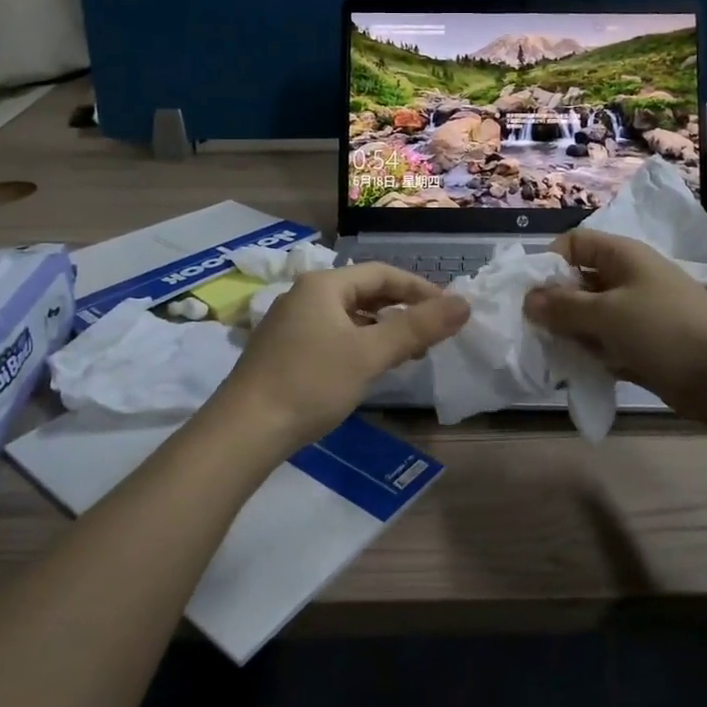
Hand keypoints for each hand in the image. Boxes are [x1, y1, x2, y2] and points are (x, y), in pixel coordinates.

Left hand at [217, 263, 468, 452]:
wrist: (243, 432)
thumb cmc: (310, 383)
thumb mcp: (369, 354)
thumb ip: (417, 327)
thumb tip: (464, 303)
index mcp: (323, 284)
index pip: (382, 273)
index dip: (420, 289)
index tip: (450, 312)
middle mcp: (304, 295)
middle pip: (364, 292)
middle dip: (402, 310)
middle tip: (433, 334)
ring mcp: (290, 323)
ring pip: (348, 316)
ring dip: (381, 329)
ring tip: (408, 354)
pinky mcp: (283, 350)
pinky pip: (332, 335)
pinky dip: (358, 344)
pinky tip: (368, 368)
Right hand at [523, 229, 706, 424]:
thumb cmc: (666, 329)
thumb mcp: (607, 314)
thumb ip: (564, 307)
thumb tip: (528, 299)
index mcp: (621, 257)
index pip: (573, 244)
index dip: (548, 262)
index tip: (527, 293)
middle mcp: (626, 279)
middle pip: (577, 282)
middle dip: (553, 303)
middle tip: (529, 330)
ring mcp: (635, 314)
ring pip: (589, 317)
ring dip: (568, 333)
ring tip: (546, 353)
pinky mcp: (642, 346)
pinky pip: (604, 345)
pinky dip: (589, 355)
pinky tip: (571, 371)